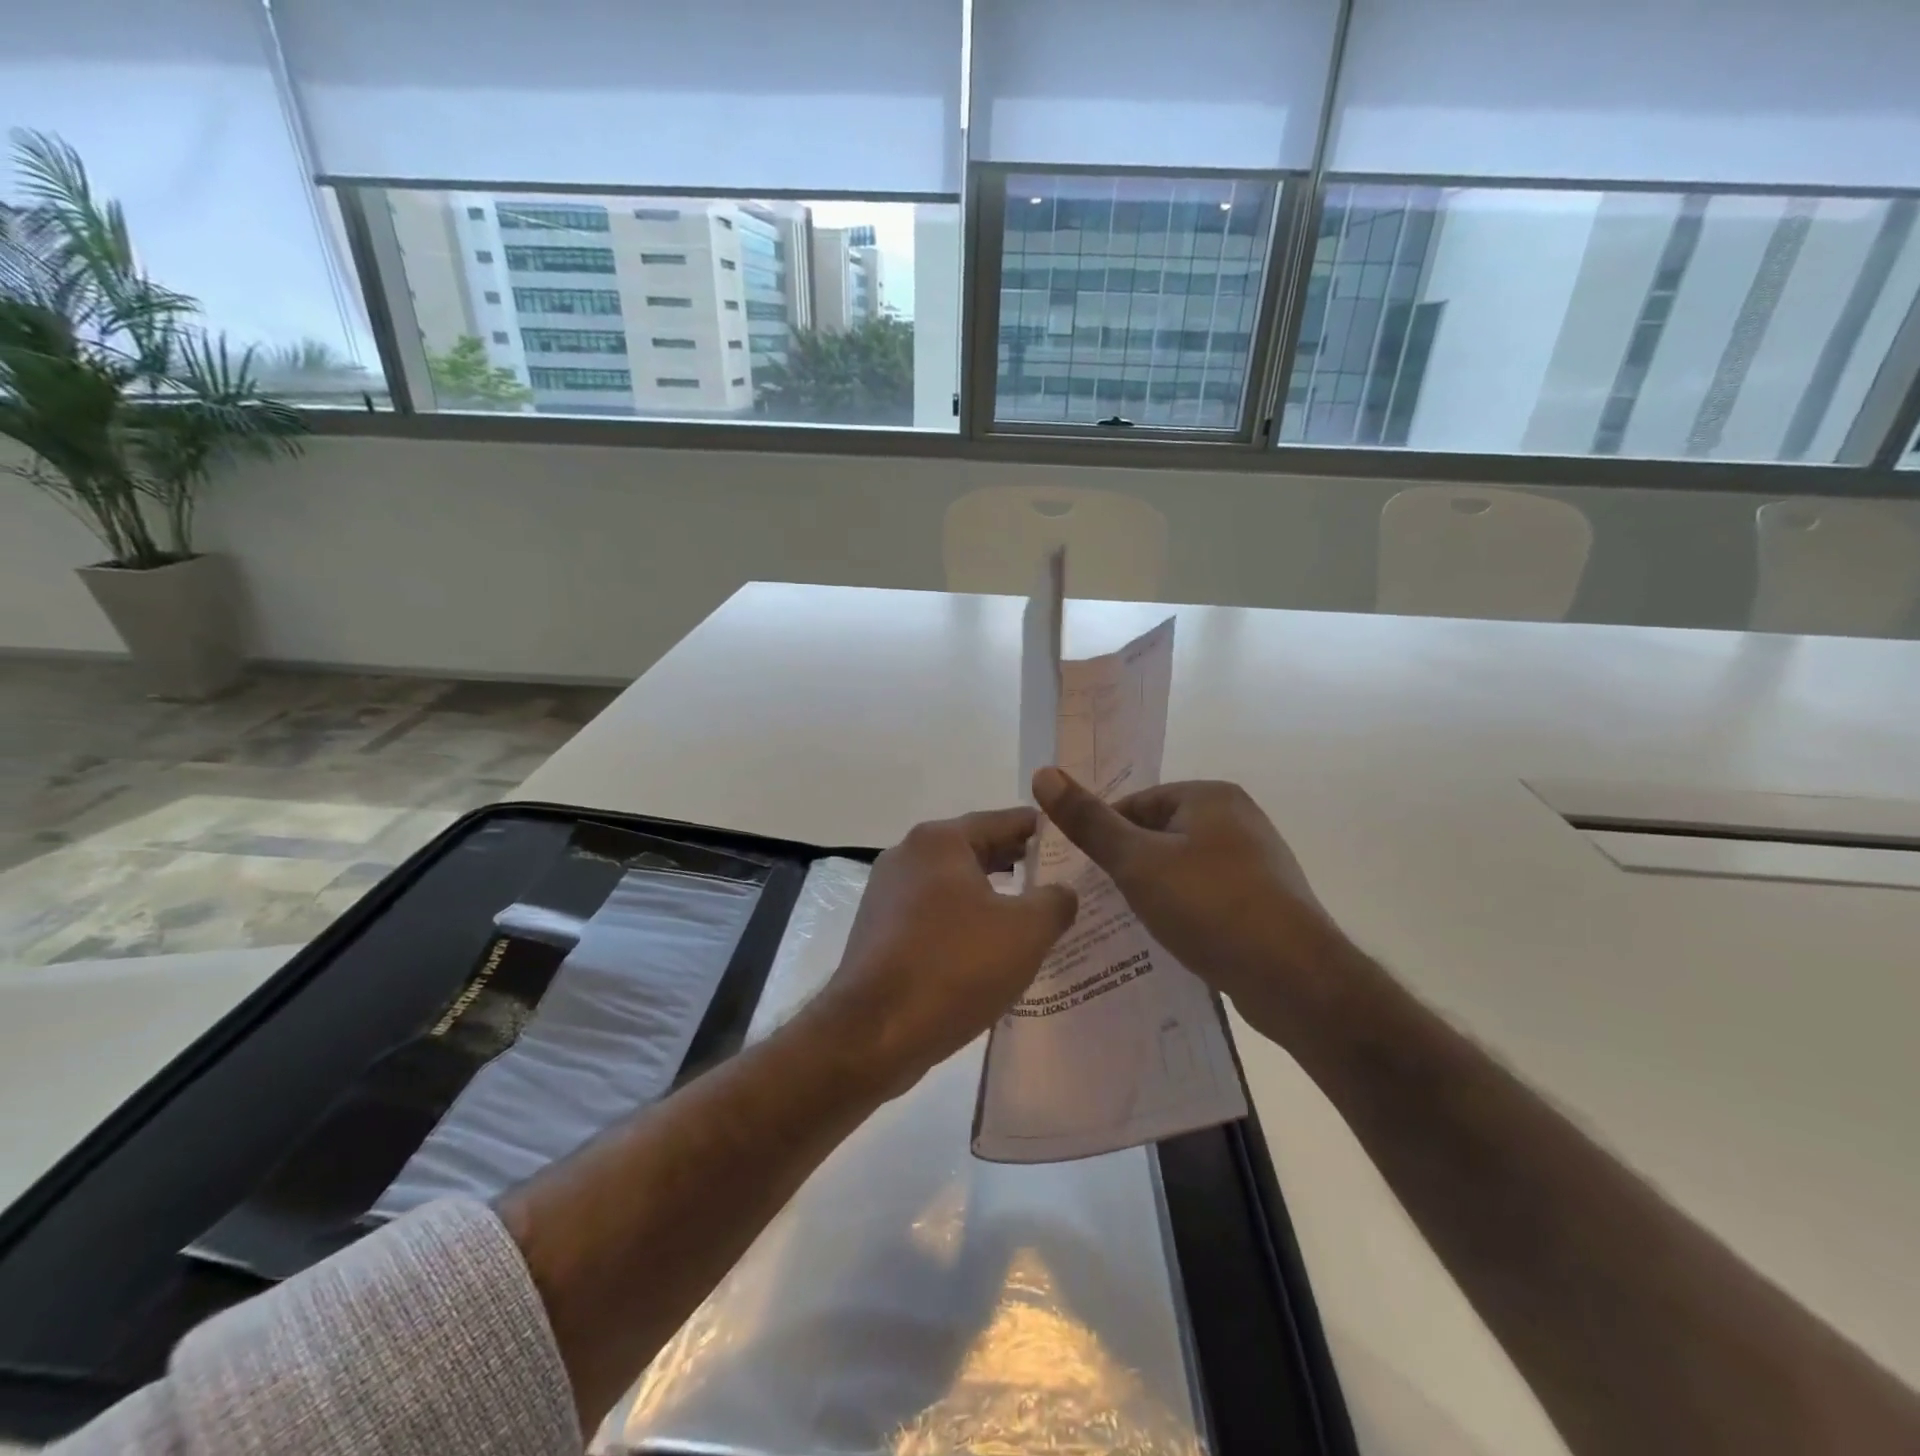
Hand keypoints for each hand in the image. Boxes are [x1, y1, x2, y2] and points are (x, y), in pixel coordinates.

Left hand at [819, 808, 1078, 1088]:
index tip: (1073, 842)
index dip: (1041, 832)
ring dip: (990, 897)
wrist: (873, 1033)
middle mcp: (907, 856)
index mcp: (939, 841)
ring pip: (953, 885)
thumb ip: (1055, 902)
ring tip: (1031, 917)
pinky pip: (933, 915)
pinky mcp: (878, 932)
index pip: (1003, 821)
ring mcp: (886, 894)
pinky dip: (963, 922)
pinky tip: (988, 950)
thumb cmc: (953, 966)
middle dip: (1017, 864)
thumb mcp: (1025, 932)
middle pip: (974, 850)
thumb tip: (1062, 891)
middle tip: (1060, 880)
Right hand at [1032, 769, 1350, 1035]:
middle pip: (1159, 834)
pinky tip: (1172, 938)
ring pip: (1182, 867)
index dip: (1104, 836)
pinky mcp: (1264, 901)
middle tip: (1103, 901)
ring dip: (1156, 891)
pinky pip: (1207, 895)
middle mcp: (1238, 819)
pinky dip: (1185, 911)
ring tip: (1132, 923)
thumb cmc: (1209, 905)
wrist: (1294, 979)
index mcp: (1210, 796)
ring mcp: (1256, 862)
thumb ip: (1089, 821)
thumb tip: (1043, 773)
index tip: (1084, 873)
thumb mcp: (1137, 862)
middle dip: (1129, 866)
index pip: (1136, 803)